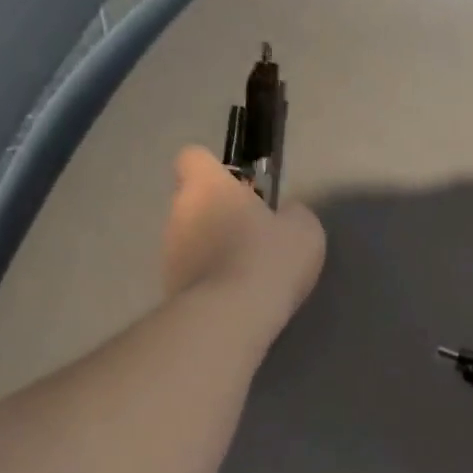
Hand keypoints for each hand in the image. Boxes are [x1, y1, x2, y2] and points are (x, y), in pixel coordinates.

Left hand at [161, 145, 325, 335]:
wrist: (232, 315)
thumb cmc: (268, 258)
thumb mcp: (303, 230)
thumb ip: (292, 214)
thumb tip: (286, 215)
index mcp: (207, 186)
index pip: (193, 158)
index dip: (214, 171)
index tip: (240, 191)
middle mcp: (178, 212)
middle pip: (192, 203)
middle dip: (217, 216)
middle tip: (251, 239)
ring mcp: (168, 252)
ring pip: (189, 241)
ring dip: (211, 251)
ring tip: (244, 276)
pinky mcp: (169, 288)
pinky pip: (191, 275)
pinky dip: (209, 283)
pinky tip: (234, 299)